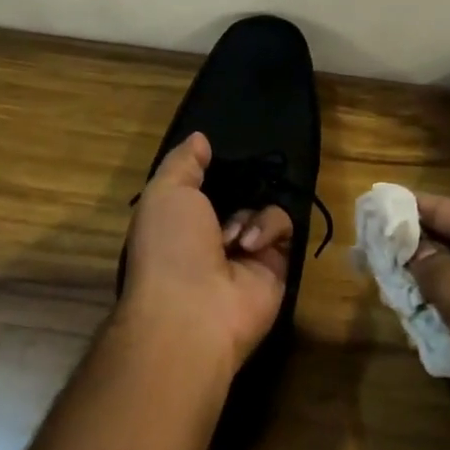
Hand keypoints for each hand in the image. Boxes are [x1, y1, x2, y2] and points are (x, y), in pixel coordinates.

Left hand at [118, 133, 293, 387]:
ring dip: (248, 214)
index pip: (202, 186)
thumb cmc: (169, 246)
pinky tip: (249, 246)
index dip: (212, 169)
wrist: (194, 310)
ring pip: (262, 207)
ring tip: (232, 236)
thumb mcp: (165, 192)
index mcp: (179, 221)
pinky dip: (268, 229)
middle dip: (239, 186)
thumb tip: (201, 139)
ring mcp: (246, 254)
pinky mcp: (276, 266)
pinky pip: (284, 228)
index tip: (219, 153)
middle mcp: (211, 237)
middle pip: (237, 195)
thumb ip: (184, 162)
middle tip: (241, 180)